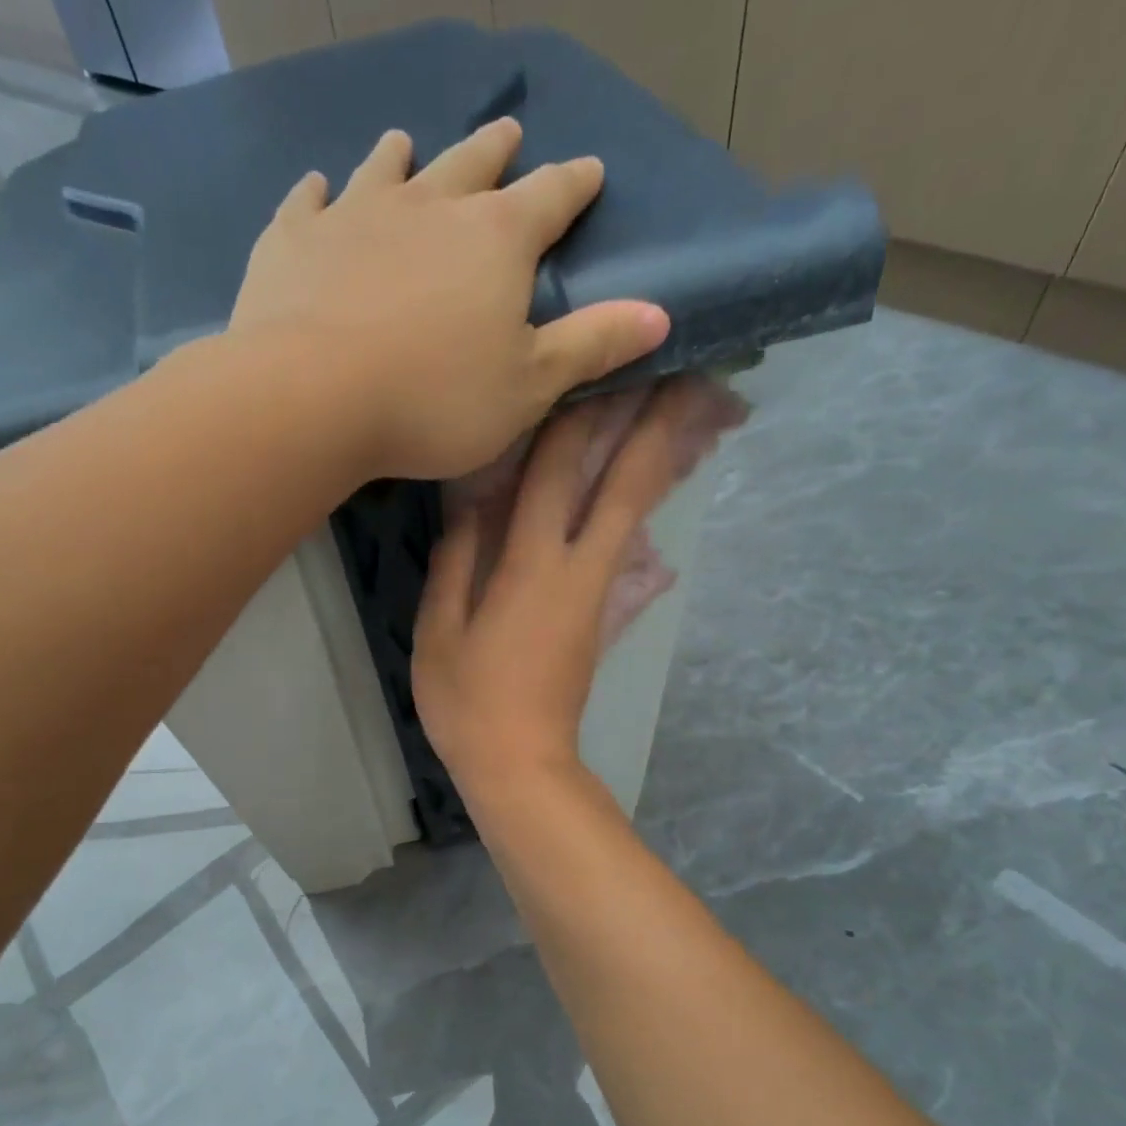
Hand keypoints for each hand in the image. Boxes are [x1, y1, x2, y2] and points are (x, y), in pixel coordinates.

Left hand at [230, 118, 670, 481]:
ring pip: (388, 170)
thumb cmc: (433, 402)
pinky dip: (318, 193)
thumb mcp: (527, 387)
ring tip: (406, 143)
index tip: (590, 171)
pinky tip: (319, 189)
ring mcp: (355, 215)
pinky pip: (307, 202)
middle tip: (506, 133)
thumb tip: (660, 315)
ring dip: (403, 157)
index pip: (550, 199)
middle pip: (471, 166)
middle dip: (495, 152)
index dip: (574, 186)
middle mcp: (429, 206)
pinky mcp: (293, 239)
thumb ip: (590, 347)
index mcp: (495, 240)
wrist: (313, 397)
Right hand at [412, 376, 745, 806]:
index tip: (598, 362)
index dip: (575, 415)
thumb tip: (470, 504)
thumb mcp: (439, 632)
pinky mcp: (602, 615)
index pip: (554, 474)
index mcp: (530, 569)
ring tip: (685, 409)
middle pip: (624, 486)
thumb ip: (455, 562)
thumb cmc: (467, 700)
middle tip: (685, 371)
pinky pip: (626, 545)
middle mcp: (577, 570)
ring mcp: (598, 594)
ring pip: (637, 513)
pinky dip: (640, 505)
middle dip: (655, 425)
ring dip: (660, 459)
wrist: (520, 763)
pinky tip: (646, 482)